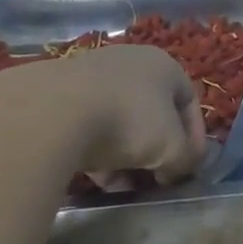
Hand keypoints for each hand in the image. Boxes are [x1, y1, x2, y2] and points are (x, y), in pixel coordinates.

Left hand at [0, 44, 209, 185]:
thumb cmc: (128, 123)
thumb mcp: (172, 149)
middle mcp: (129, 60)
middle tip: (152, 178)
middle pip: (152, 112)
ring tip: (116, 183)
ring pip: (117, 118)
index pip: (190, 103)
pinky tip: (90, 175)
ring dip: (123, 154)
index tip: (187, 168)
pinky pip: (85, 121)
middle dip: (154, 150)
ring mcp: (89, 72)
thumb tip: (178, 167)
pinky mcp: (54, 89)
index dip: (194, 139)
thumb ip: (186, 158)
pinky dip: (93, 146)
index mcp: (164, 65)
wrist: (48, 114)